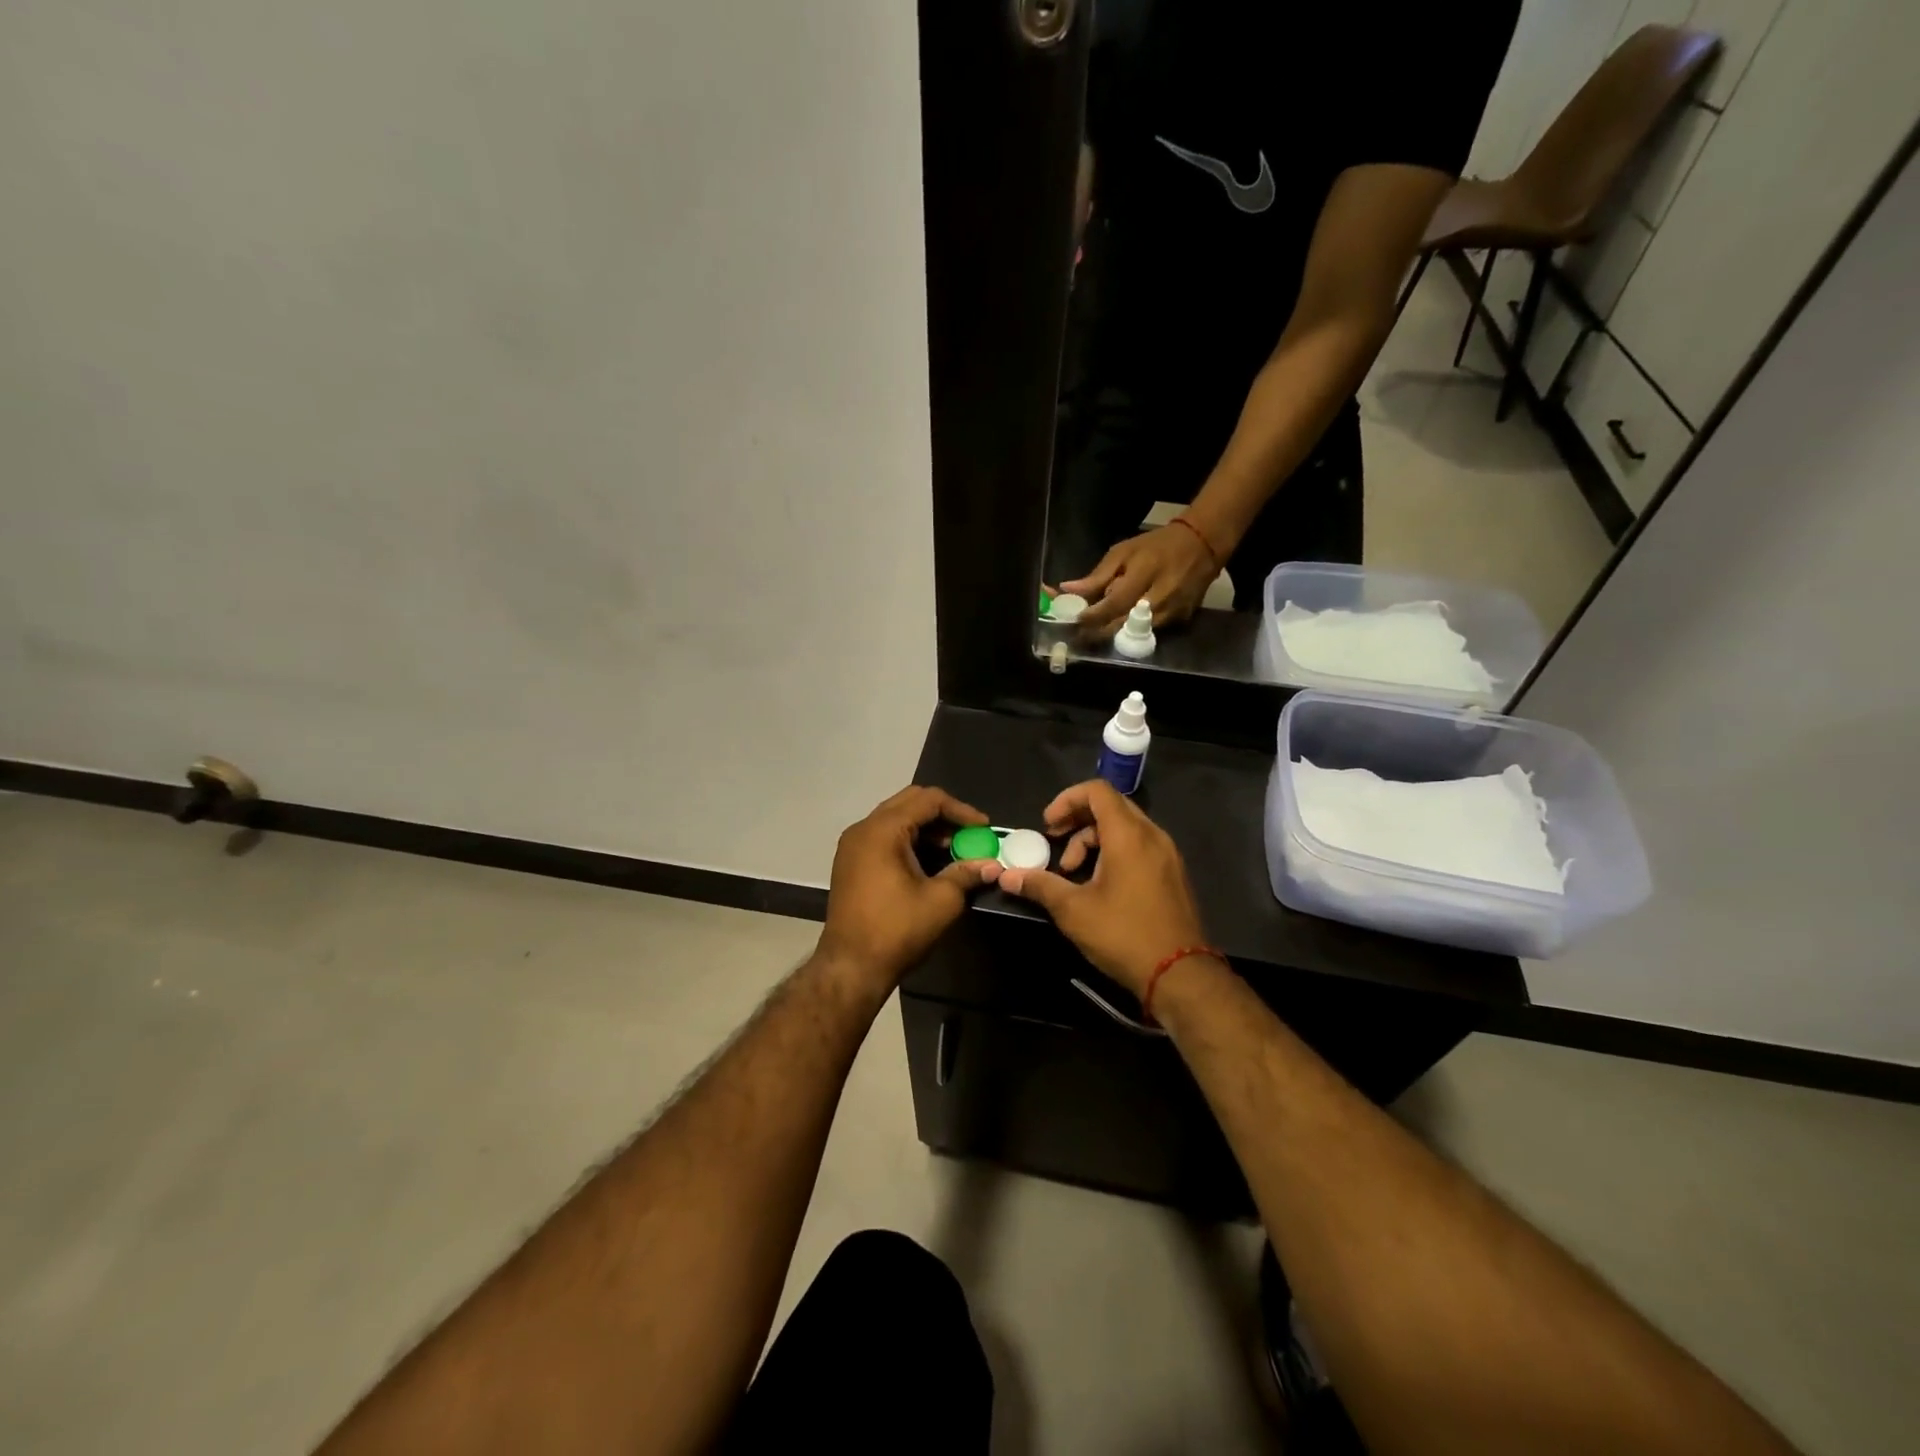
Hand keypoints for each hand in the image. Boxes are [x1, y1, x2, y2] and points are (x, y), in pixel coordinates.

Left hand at [817, 786, 1002, 993]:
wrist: (850, 966)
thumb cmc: (896, 930)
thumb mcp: (941, 900)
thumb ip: (967, 874)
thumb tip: (992, 865)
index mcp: (883, 830)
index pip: (928, 800)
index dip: (961, 811)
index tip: (984, 829)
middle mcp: (863, 829)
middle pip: (910, 802)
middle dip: (943, 815)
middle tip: (969, 834)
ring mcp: (853, 845)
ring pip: (896, 818)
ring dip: (926, 828)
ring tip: (953, 849)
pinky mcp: (850, 862)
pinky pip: (884, 836)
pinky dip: (909, 840)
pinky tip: (929, 862)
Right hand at [996, 780, 1210, 998]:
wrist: (1180, 975)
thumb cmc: (1124, 935)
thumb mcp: (1073, 910)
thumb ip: (1040, 885)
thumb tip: (1007, 876)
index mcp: (1129, 835)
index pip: (1097, 791)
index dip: (1067, 799)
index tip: (1048, 825)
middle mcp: (1152, 835)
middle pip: (1110, 806)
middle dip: (1077, 821)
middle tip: (1055, 843)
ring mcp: (1167, 855)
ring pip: (1125, 828)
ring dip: (1093, 840)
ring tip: (1073, 873)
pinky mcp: (1173, 874)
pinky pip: (1139, 846)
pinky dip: (1114, 852)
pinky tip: (1100, 885)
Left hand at [1065, 522, 1221, 639]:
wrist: (1203, 544)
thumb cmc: (1157, 545)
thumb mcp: (1124, 552)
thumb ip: (1098, 575)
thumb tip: (1068, 589)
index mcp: (1145, 573)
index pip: (1115, 603)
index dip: (1093, 616)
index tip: (1075, 621)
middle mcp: (1162, 596)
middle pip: (1124, 624)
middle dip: (1099, 632)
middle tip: (1080, 636)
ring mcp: (1174, 611)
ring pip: (1137, 633)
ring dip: (1115, 635)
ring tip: (1097, 633)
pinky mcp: (1182, 620)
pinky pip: (1151, 632)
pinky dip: (1134, 631)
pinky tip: (1122, 627)